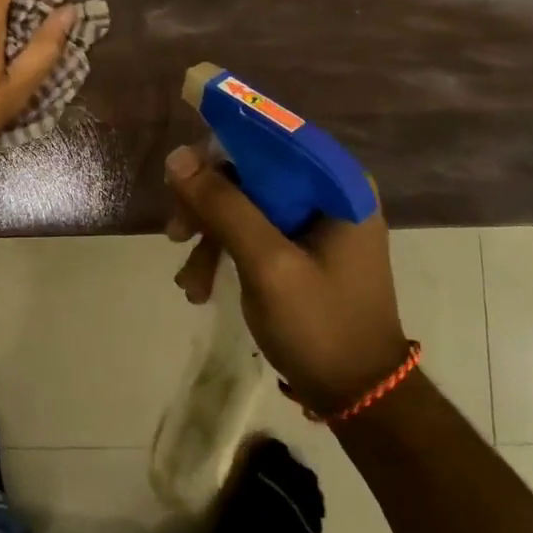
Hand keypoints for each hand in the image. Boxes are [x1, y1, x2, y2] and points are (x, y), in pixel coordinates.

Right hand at [164, 145, 410, 414]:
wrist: (358, 395)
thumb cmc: (320, 326)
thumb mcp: (266, 264)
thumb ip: (224, 206)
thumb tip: (177, 157)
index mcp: (337, 184)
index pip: (271, 136)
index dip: (221, 145)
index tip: (179, 175)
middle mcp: (329, 191)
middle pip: (252, 171)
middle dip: (207, 203)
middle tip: (175, 233)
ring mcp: (315, 220)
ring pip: (244, 202)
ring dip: (209, 236)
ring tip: (189, 280)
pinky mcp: (301, 246)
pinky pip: (252, 230)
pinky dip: (224, 253)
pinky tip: (201, 287)